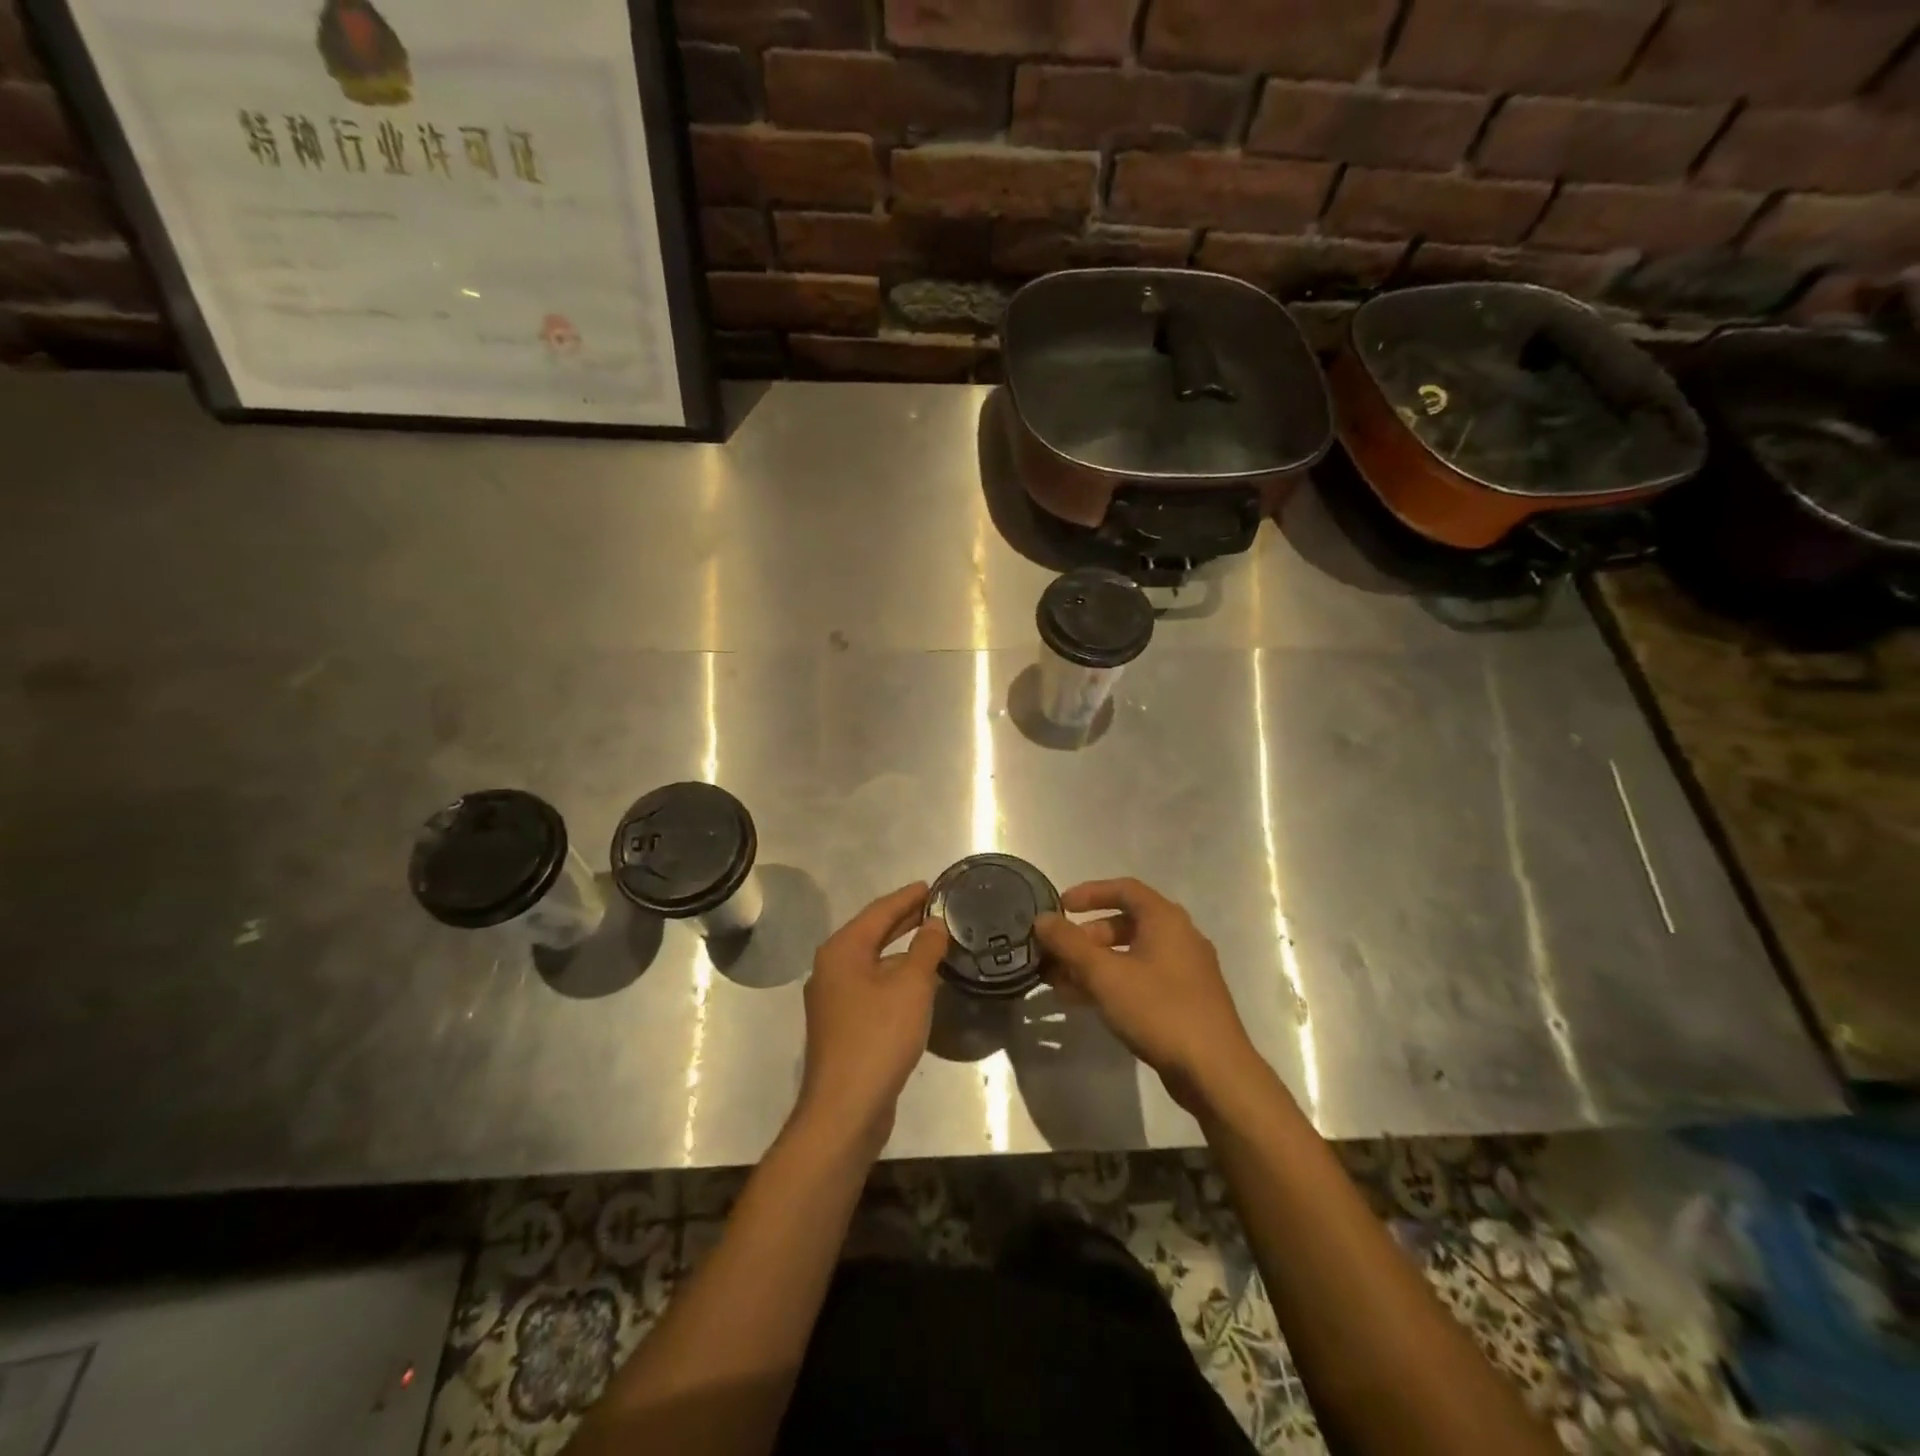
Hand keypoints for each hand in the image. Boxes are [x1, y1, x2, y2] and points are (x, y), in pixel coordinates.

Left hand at [795, 881, 947, 1155]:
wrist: (846, 1108)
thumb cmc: (878, 1036)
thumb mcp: (911, 986)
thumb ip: (925, 949)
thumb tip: (935, 923)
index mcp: (842, 950)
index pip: (879, 911)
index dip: (907, 897)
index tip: (931, 886)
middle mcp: (831, 968)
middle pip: (872, 933)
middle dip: (904, 920)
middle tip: (936, 908)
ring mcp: (834, 999)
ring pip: (873, 962)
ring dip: (901, 950)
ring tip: (934, 941)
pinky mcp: (843, 1025)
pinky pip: (872, 986)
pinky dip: (895, 976)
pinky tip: (918, 982)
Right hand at [1034, 878, 1263, 1114]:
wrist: (1215, 1072)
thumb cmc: (1159, 1010)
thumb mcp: (1105, 975)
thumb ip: (1069, 944)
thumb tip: (1042, 919)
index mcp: (1166, 920)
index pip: (1124, 889)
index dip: (1089, 893)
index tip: (1060, 907)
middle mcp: (1179, 937)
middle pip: (1125, 923)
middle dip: (1086, 937)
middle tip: (1057, 955)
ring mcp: (1185, 970)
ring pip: (1130, 955)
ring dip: (1094, 964)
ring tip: (1060, 983)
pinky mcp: (1185, 1000)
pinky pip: (1141, 978)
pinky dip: (1113, 982)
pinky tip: (1086, 1003)